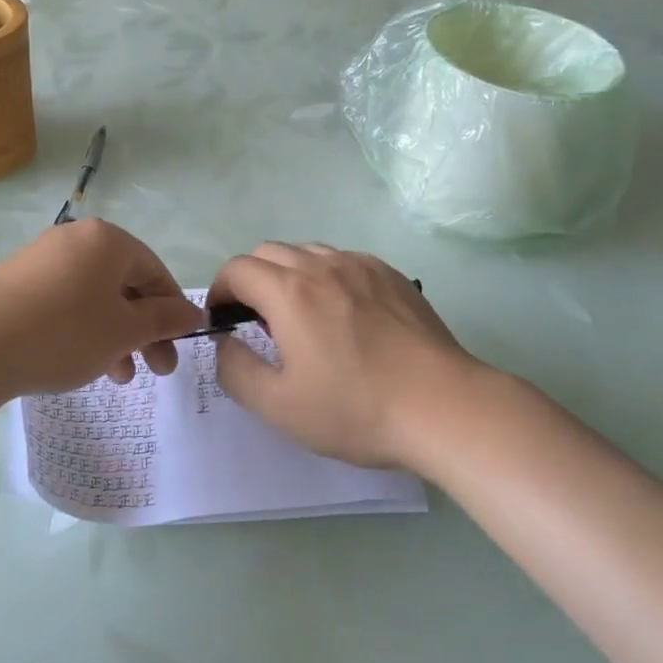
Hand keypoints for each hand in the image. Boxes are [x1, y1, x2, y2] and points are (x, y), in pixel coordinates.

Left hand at [0, 219, 203, 401]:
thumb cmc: (63, 332)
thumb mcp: (124, 331)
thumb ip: (163, 319)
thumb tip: (193, 312)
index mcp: (108, 240)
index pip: (155, 272)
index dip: (172, 311)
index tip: (178, 348)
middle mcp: (75, 238)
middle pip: (124, 284)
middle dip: (144, 330)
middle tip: (156, 371)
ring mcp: (41, 257)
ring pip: (94, 297)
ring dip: (114, 335)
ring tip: (117, 376)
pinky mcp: (15, 280)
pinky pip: (63, 301)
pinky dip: (81, 329)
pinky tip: (78, 361)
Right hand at [207, 243, 489, 468]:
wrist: (442, 406)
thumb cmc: (356, 409)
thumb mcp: (279, 405)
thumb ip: (235, 369)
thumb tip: (224, 342)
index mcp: (289, 292)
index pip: (236, 268)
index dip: (219, 290)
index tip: (224, 320)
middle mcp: (322, 265)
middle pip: (268, 252)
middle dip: (251, 279)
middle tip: (258, 321)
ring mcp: (361, 265)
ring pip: (307, 252)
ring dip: (288, 274)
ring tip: (301, 316)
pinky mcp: (391, 274)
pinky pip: (343, 261)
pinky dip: (326, 276)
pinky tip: (344, 314)